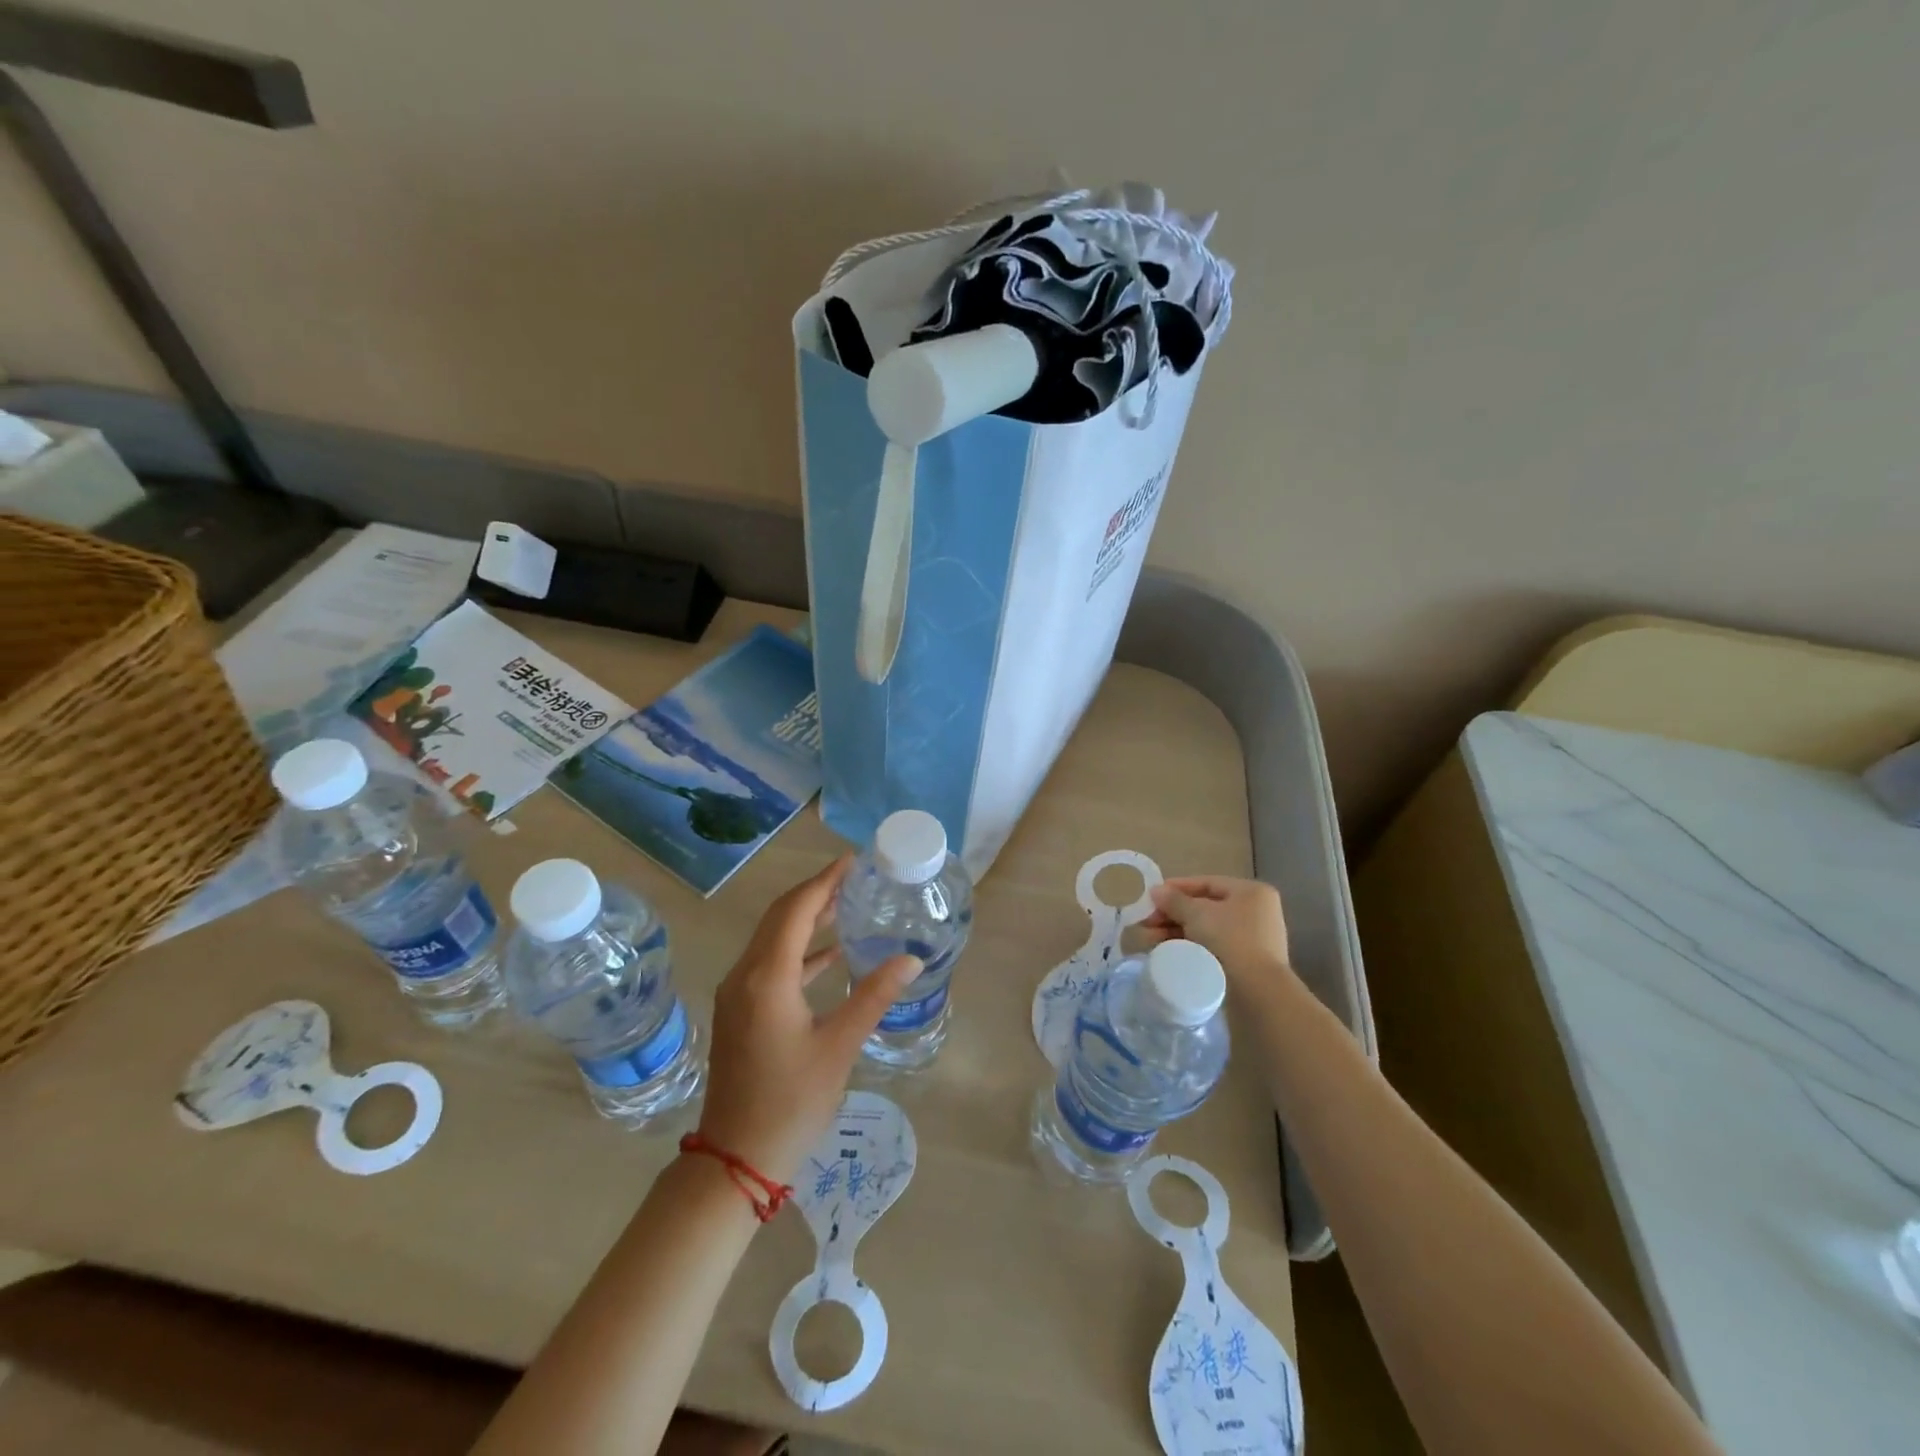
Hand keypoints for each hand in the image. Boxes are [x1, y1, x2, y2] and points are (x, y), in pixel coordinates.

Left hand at [696, 856, 919, 1185]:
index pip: (797, 910)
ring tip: (847, 905)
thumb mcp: (839, 1047)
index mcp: (768, 977)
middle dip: (816, 892)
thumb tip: (911, 958)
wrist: (735, 1159)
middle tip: (855, 877)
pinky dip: (800, 951)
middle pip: (781, 917)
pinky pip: (770, 963)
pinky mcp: (740, 1011)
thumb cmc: (790, 1102)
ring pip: (773, 938)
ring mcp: (738, 994)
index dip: (825, 881)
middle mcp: (746, 975)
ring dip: (807, 918)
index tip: (854, 861)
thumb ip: (874, 996)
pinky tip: (831, 956)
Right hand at [1140, 876, 1293, 986]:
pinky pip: (1212, 947)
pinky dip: (1190, 947)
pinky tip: (1169, 952)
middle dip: (1172, 915)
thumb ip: (1174, 900)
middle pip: (1204, 908)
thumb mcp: (1197, 914)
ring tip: (1149, 941)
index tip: (1152, 897)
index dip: (1176, 888)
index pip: (1207, 883)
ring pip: (1206, 930)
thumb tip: (1156, 891)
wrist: (1258, 991)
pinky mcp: (1246, 963)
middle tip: (1147, 923)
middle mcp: (1256, 912)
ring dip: (1176, 932)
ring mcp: (1253, 939)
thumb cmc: (1230, 940)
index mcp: (1251, 892)